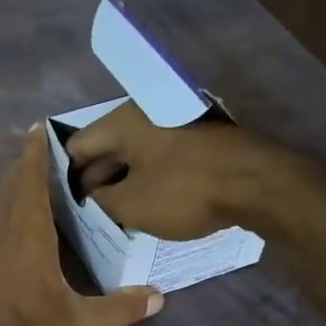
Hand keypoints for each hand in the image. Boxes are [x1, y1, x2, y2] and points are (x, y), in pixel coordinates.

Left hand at [0, 127, 162, 325]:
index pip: (29, 181)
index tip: (40, 128)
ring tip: (31, 186)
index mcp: (27, 237)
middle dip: (24, 167)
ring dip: (11, 193)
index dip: (34, 153)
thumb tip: (158, 296)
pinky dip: (2, 219)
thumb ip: (120, 308)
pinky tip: (13, 234)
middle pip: (9, 190)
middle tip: (43, 152)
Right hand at [64, 101, 267, 239]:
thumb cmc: (184, 191)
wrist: (258, 183)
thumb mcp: (129, 205)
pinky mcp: (198, 138)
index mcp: (121, 122)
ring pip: (135, 153)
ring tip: (118, 211)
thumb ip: (99, 201)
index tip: (67, 204)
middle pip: (106, 147)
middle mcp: (144, 113)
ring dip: (124, 179)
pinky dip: (149, 176)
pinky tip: (149, 202)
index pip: (76, 146)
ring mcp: (175, 123)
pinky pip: (161, 156)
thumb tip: (92, 195)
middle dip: (96, 179)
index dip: (67, 177)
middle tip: (91, 211)